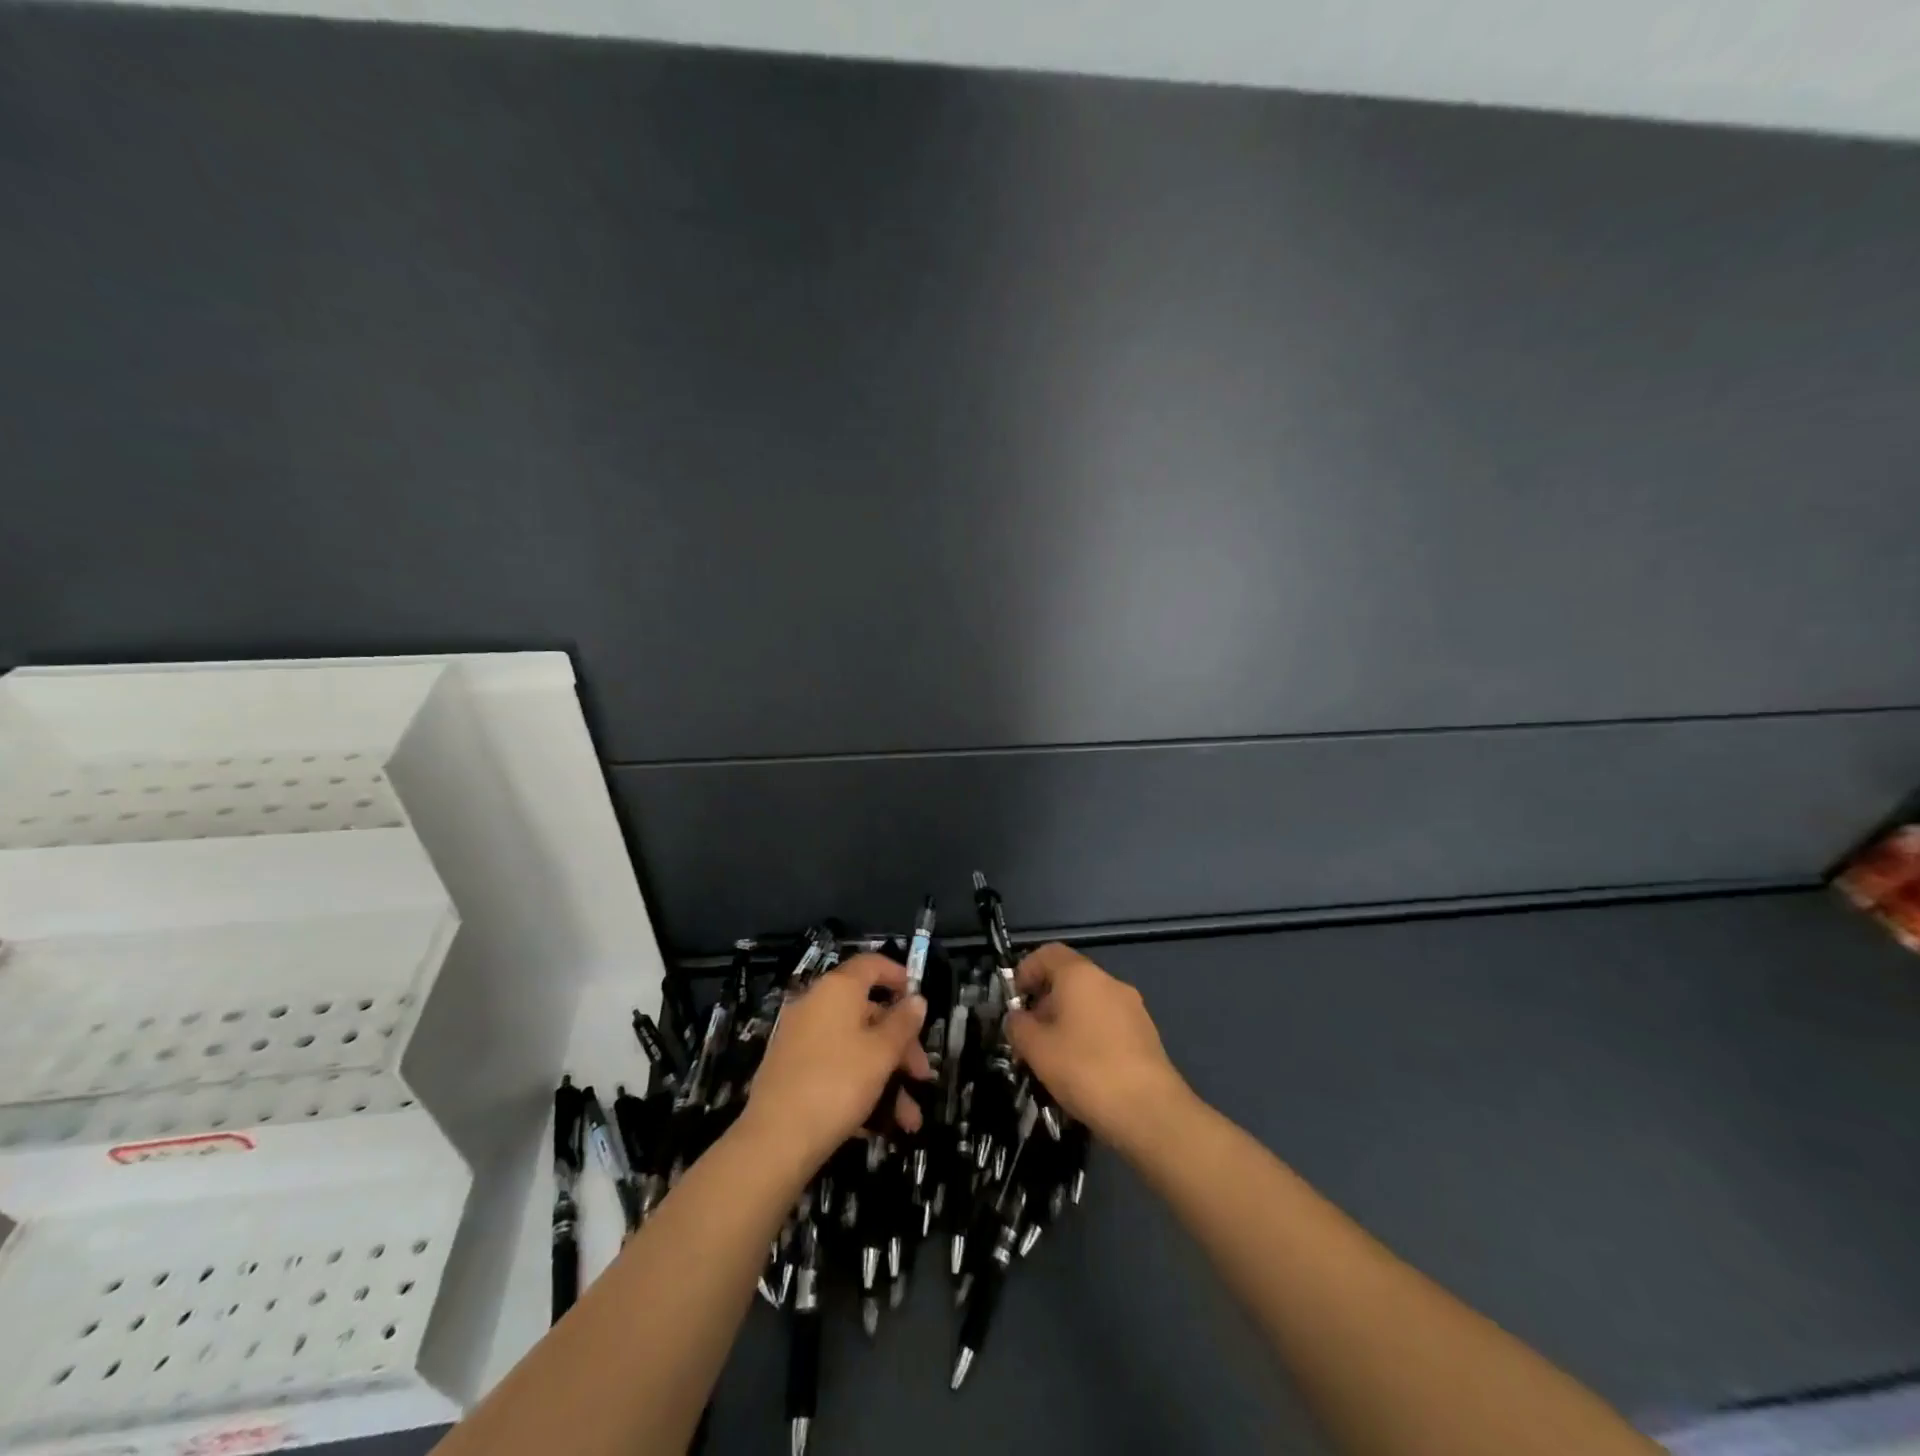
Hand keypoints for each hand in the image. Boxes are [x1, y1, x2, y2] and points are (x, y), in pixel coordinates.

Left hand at [741, 954, 930, 1171]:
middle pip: (868, 1012)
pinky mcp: (791, 1070)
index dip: (898, 977)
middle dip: (901, 1046)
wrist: (775, 1140)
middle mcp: (815, 1005)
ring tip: (907, 1120)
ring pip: (854, 1047)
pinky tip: (878, 1125)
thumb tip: (916, 999)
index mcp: (837, 989)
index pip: (872, 965)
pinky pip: (834, 1067)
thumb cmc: (838, 1083)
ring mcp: (799, 1038)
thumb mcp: (882, 1052)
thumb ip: (903, 1023)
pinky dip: (859, 1087)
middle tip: (921, 1077)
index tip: (919, 1002)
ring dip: (886, 1078)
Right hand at [1005, 943, 1188, 1143]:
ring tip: (1053, 1058)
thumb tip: (1017, 1018)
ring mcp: (1132, 1007)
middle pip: (1069, 978)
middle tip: (1029, 1036)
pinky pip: (1107, 1023)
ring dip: (1066, 1021)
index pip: (1048, 953)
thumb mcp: (1037, 1049)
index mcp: (1081, 975)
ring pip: (1089, 1003)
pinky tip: (1082, 1069)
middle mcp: (1109, 982)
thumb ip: (1018, 1027)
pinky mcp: (1145, 1034)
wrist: (1151, 1112)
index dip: (1026, 970)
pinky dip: (1089, 1035)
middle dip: (1044, 1002)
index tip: (1013, 1001)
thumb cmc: (1085, 1070)